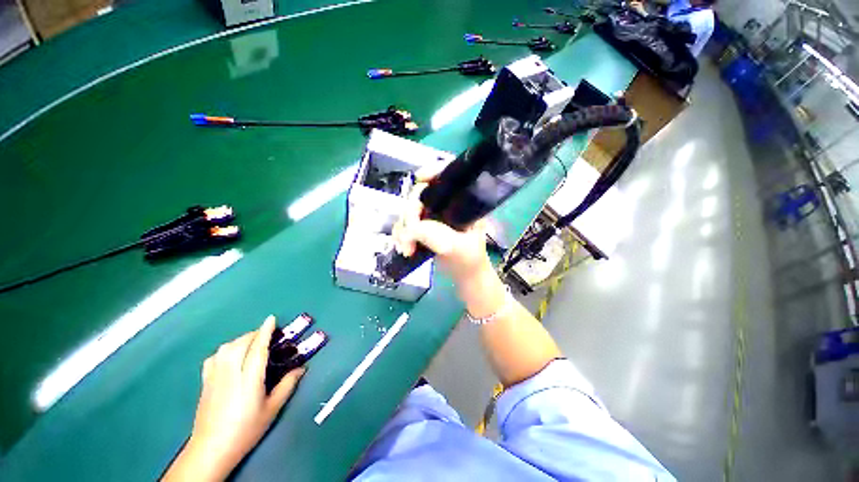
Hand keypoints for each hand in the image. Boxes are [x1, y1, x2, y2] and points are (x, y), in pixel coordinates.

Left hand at [163, 316, 304, 481]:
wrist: (211, 450)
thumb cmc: (246, 430)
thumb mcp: (272, 409)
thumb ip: (287, 386)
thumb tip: (302, 368)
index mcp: (249, 380)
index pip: (257, 349)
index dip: (265, 332)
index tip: (271, 318)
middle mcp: (230, 374)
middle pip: (240, 345)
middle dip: (254, 334)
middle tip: (266, 334)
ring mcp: (214, 378)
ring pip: (226, 349)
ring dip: (240, 340)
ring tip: (251, 343)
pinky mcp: (205, 382)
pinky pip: (214, 358)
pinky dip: (224, 351)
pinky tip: (230, 356)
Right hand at [392, 161, 492, 287]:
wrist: (464, 276)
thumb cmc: (469, 260)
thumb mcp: (457, 248)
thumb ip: (436, 236)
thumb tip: (410, 228)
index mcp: (462, 202)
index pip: (449, 174)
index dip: (433, 170)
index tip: (419, 179)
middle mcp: (446, 204)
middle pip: (421, 193)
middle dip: (410, 213)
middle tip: (409, 235)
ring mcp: (433, 215)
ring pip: (409, 209)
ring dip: (403, 228)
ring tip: (407, 249)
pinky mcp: (423, 227)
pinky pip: (405, 224)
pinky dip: (400, 235)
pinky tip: (405, 249)